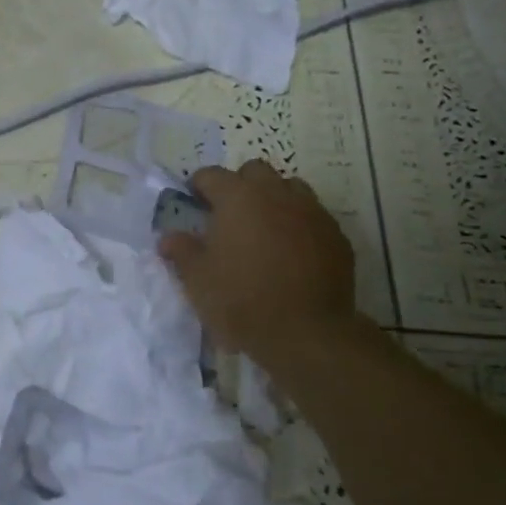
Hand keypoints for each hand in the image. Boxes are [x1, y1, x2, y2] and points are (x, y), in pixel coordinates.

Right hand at [159, 161, 360, 361]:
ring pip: (291, 189)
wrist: (307, 332)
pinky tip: (292, 253)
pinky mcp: (337, 237)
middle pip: (255, 171)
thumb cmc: (241, 300)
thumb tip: (168, 237)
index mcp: (238, 198)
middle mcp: (277, 195)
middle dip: (240, 184)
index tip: (193, 201)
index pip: (212, 175)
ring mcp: (312, 213)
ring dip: (274, 199)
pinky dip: (299, 225)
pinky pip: (314, 217)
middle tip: (230, 213)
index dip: (198, 185)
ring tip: (264, 229)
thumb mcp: (197, 280)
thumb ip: (181, 251)